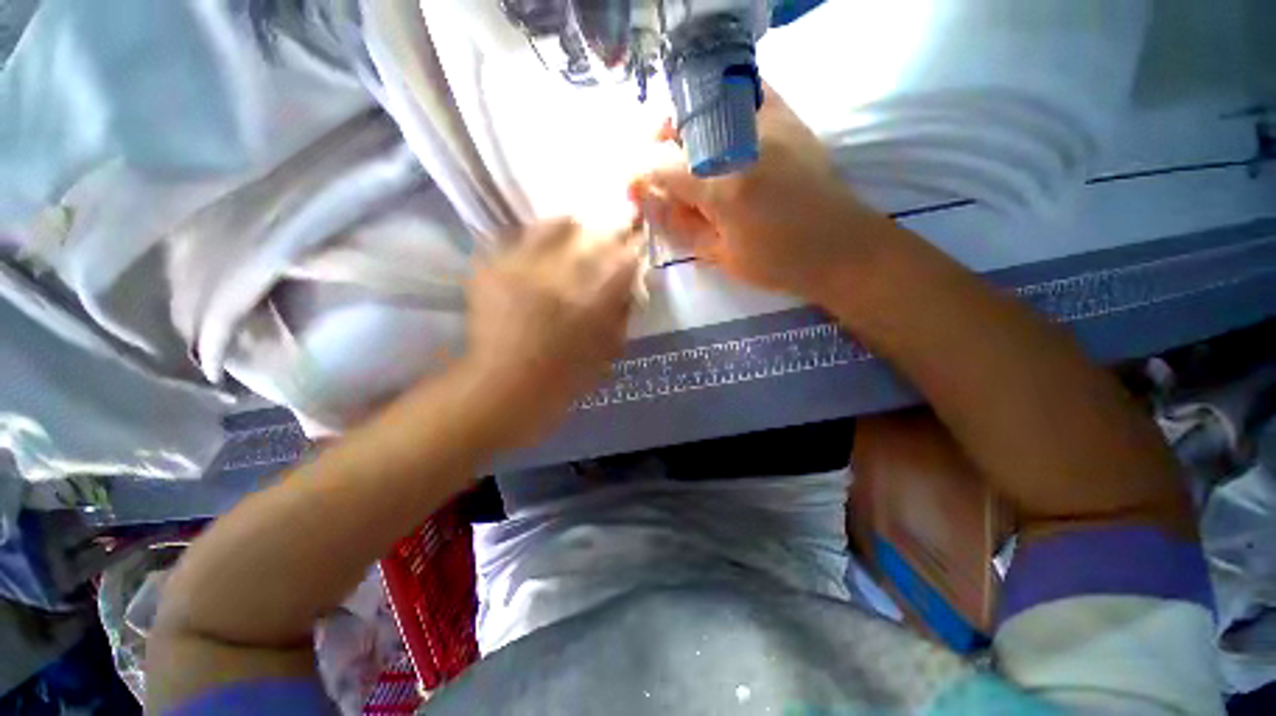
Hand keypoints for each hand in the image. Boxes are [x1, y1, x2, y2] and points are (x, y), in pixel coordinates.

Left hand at [459, 218, 642, 447]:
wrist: (502, 390)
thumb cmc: (563, 380)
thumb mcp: (607, 354)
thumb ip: (621, 316)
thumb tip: (629, 287)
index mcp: (591, 305)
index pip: (623, 261)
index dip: (633, 247)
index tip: (638, 242)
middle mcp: (558, 279)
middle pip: (592, 237)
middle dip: (610, 230)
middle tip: (616, 226)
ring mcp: (521, 270)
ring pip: (553, 227)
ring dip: (571, 226)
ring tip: (576, 226)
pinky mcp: (493, 270)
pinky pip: (518, 238)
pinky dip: (535, 237)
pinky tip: (542, 244)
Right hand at [631, 83, 895, 302]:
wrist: (839, 247)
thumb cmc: (778, 262)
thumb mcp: (721, 255)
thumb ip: (681, 226)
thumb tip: (648, 203)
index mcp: (723, 187)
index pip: (663, 166)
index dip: (640, 173)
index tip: (633, 186)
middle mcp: (741, 143)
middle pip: (682, 123)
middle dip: (659, 142)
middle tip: (659, 168)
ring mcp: (768, 123)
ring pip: (708, 100)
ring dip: (687, 122)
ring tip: (686, 150)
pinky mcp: (789, 118)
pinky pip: (747, 91)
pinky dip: (724, 103)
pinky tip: (720, 131)